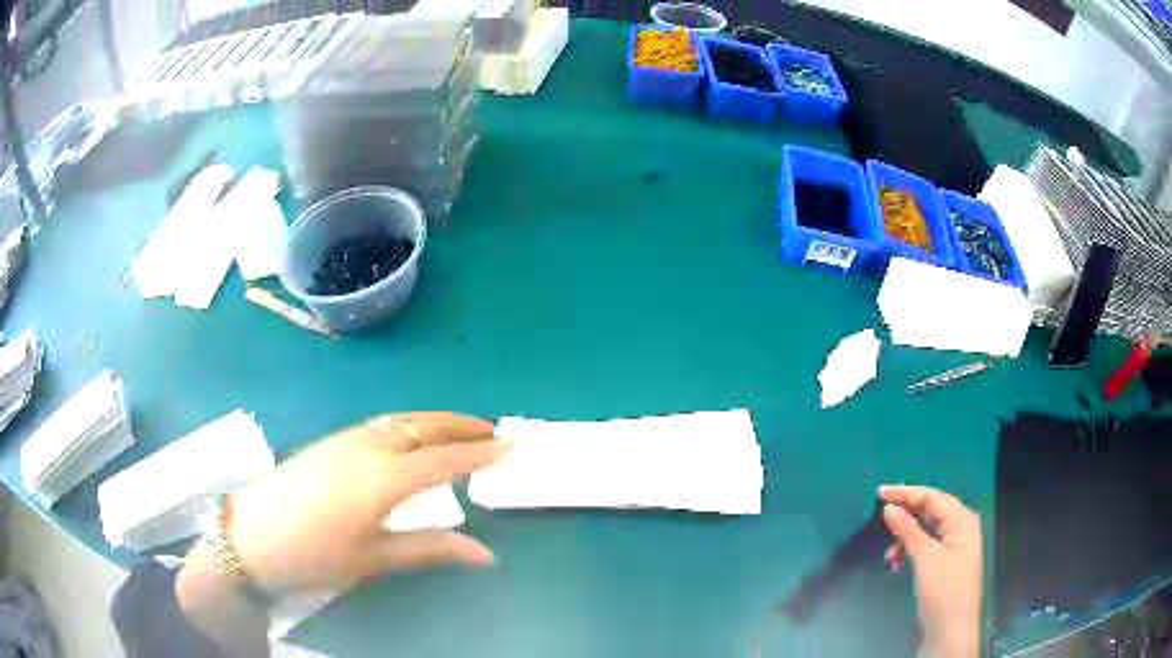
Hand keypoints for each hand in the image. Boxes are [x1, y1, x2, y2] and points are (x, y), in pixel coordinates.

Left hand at [176, 413, 512, 648]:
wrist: (248, 532)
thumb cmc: (312, 552)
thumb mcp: (373, 558)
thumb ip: (430, 549)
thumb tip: (486, 553)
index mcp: (384, 477)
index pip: (446, 459)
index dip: (482, 452)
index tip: (513, 445)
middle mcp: (369, 447)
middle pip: (425, 426)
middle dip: (462, 426)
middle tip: (493, 431)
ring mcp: (347, 439)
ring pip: (402, 420)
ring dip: (436, 422)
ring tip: (460, 433)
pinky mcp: (331, 441)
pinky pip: (383, 424)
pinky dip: (410, 424)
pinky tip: (411, 440)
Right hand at [879, 485, 982, 657]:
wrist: (951, 630)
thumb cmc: (944, 590)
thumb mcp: (926, 559)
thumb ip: (909, 531)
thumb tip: (890, 508)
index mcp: (962, 520)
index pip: (932, 497)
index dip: (906, 493)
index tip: (879, 492)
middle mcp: (960, 527)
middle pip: (930, 511)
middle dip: (905, 516)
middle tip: (879, 517)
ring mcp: (954, 545)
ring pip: (925, 530)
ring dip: (905, 538)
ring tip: (889, 555)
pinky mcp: (945, 561)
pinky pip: (926, 546)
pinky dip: (910, 551)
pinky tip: (896, 564)